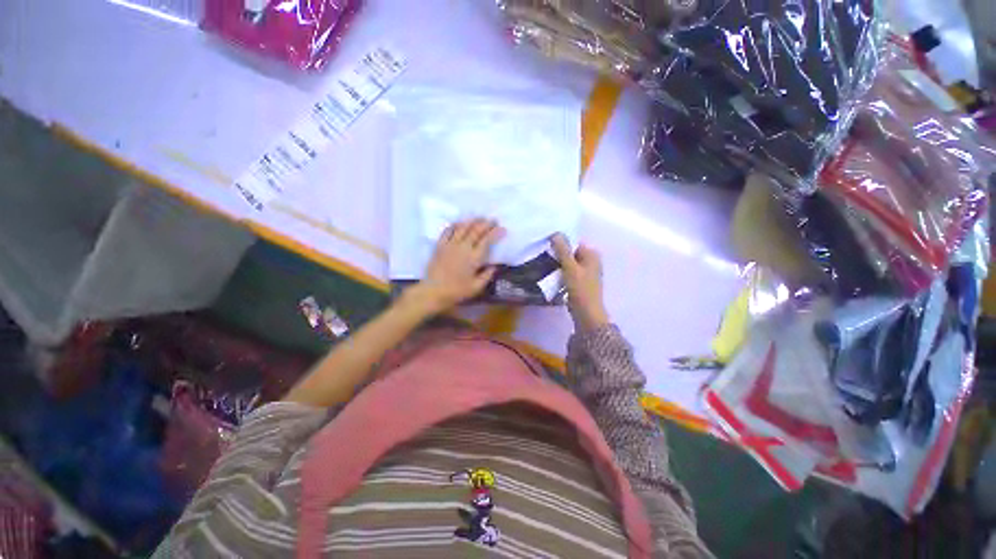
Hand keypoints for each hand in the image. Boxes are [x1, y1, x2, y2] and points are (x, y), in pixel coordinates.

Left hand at [407, 218, 503, 314]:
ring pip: (463, 227)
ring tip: (479, 218)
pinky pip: (448, 230)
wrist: (433, 291)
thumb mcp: (476, 287)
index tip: (502, 229)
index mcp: (474, 258)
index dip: (495, 233)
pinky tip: (460, 223)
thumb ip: (487, 275)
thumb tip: (494, 266)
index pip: (487, 240)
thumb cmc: (457, 291)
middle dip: (486, 223)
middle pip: (476, 230)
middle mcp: (463, 247)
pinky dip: (455, 225)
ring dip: (472, 221)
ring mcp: (450, 244)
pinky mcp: (440, 245)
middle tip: (493, 220)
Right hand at [551, 234, 609, 331]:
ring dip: (558, 264)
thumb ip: (563, 250)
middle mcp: (591, 261)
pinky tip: (550, 275)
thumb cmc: (580, 289)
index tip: (546, 245)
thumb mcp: (570, 267)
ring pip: (569, 263)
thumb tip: (555, 232)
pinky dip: (561, 272)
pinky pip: (568, 272)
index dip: (560, 243)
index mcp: (592, 254)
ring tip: (544, 263)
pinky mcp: (580, 283)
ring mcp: (586, 273)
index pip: (574, 242)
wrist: (586, 314)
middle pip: (571, 253)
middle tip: (542, 255)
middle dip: (558, 254)